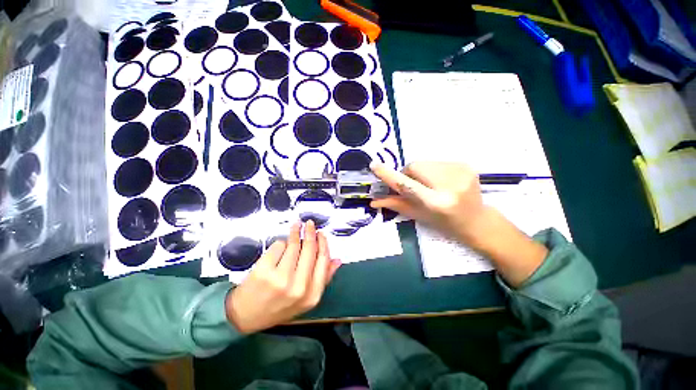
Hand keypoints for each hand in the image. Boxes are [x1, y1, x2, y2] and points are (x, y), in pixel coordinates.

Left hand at [225, 220, 340, 333]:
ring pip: (294, 245)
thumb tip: (338, 260)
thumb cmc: (278, 306)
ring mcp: (280, 279)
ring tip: (296, 226)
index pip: (323, 260)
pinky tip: (280, 245)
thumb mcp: (306, 299)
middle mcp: (298, 287)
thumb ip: (324, 278)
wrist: (245, 317)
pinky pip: (278, 246)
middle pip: (310, 249)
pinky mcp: (263, 270)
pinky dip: (280, 243)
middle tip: (309, 224)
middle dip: (310, 232)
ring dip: (295, 233)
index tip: (320, 233)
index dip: (323, 243)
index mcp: (312, 295)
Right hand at [370, 162, 490, 245]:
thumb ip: (396, 205)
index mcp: (437, 203)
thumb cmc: (444, 223)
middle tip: (414, 186)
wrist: (477, 220)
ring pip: (424, 162)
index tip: (374, 166)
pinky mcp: (466, 165)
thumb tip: (374, 200)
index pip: (407, 185)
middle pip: (414, 166)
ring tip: (431, 185)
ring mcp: (461, 172)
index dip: (389, 175)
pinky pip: (436, 161)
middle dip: (408, 174)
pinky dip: (432, 169)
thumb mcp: (418, 216)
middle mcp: (450, 185)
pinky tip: (441, 181)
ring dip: (420, 172)